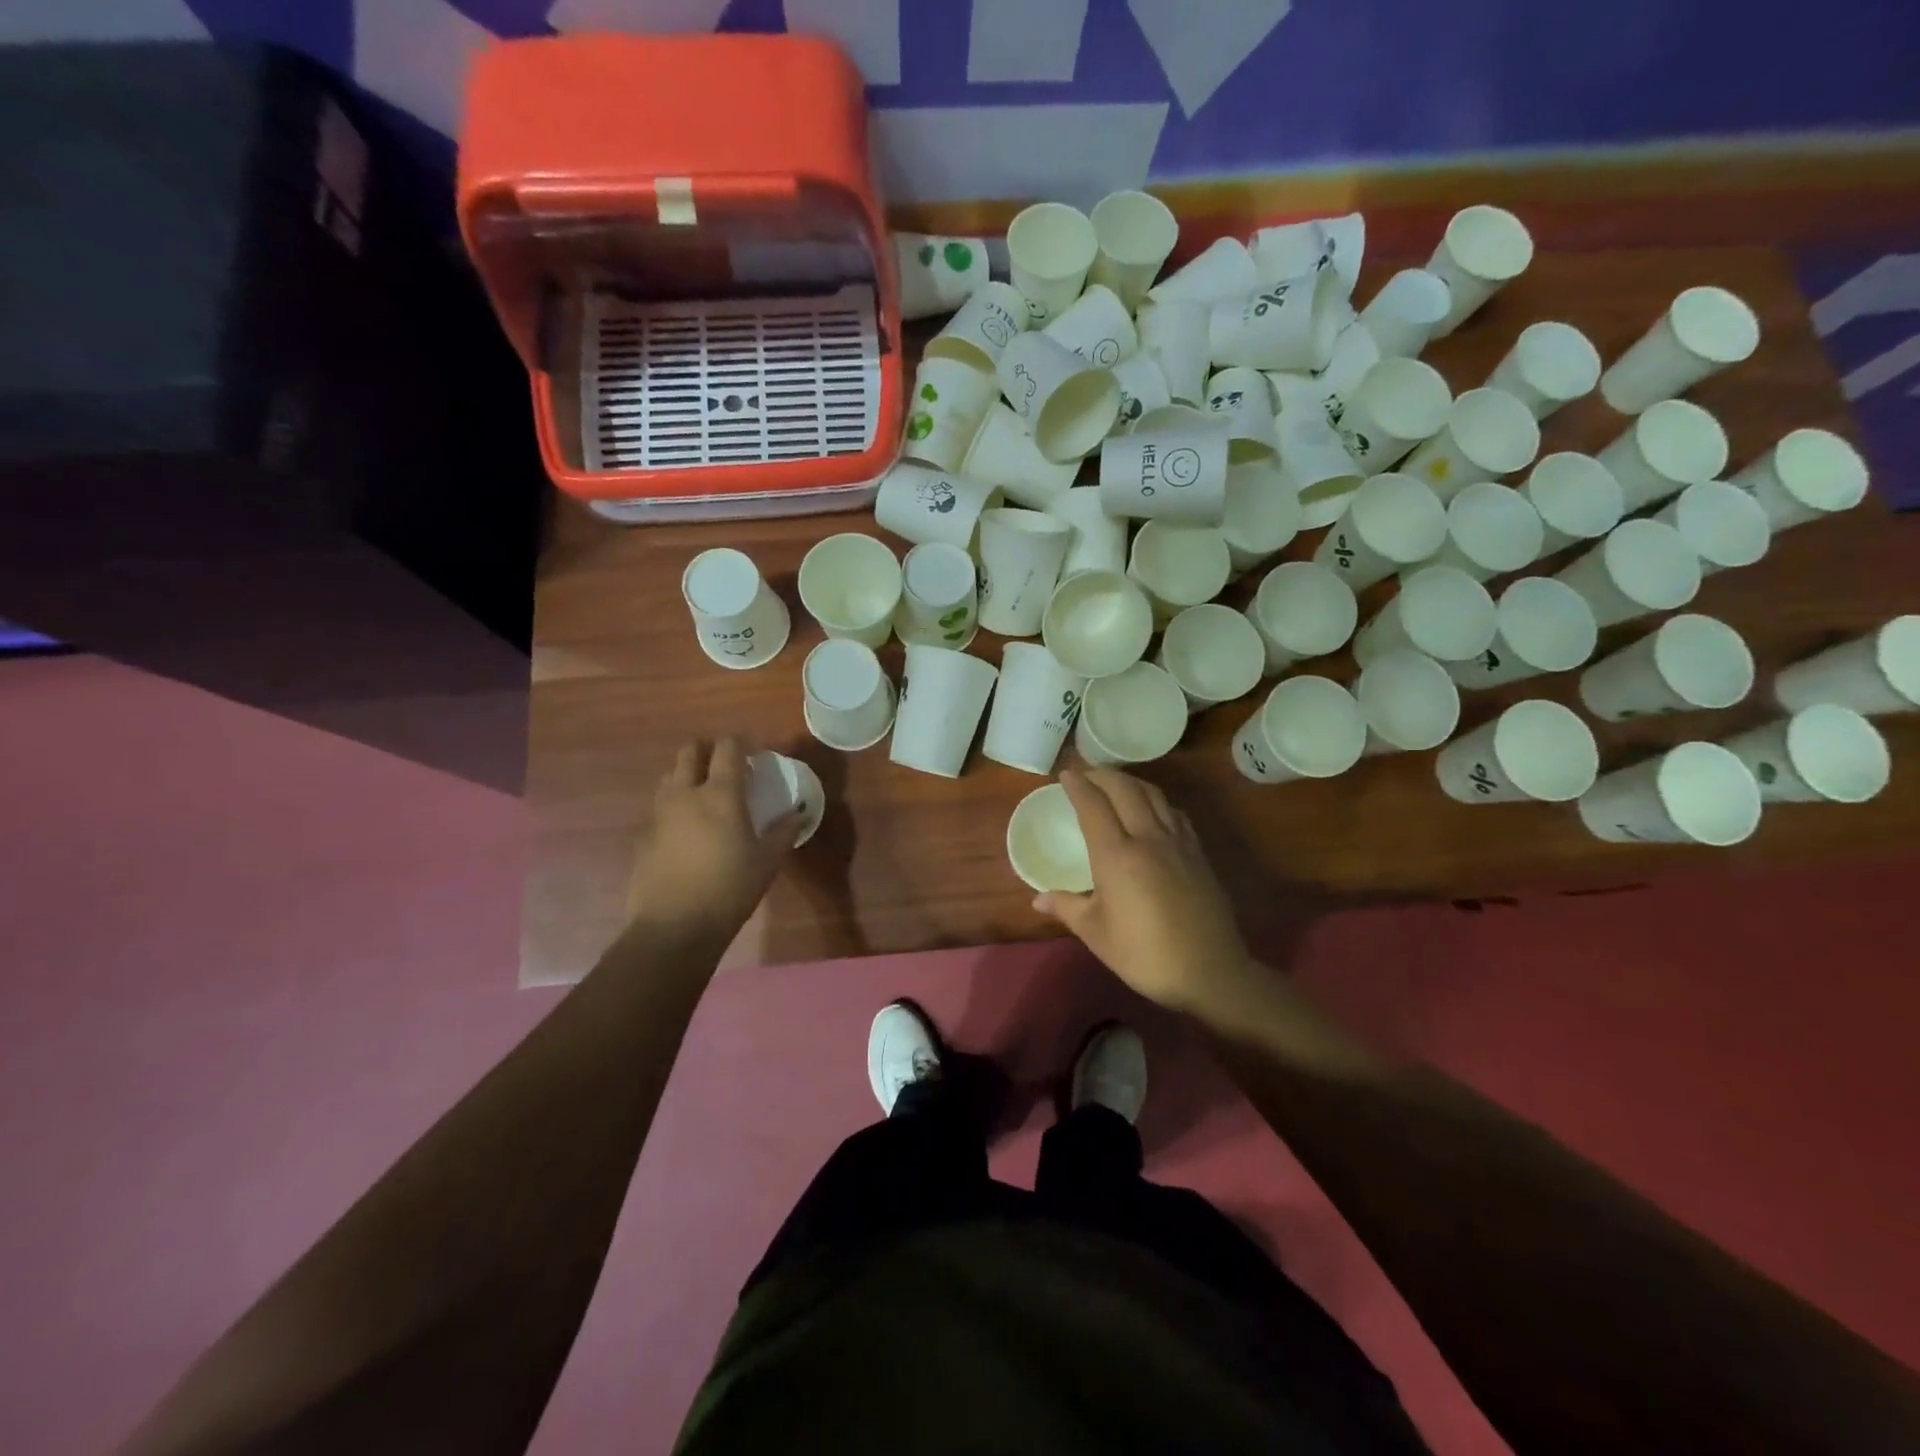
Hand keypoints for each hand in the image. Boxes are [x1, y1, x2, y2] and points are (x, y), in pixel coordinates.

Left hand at [628, 738, 798, 942]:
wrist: (673, 927)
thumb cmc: (729, 889)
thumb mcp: (767, 861)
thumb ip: (783, 831)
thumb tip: (798, 812)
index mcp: (719, 794)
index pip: (727, 748)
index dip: (742, 742)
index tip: (755, 752)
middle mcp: (685, 794)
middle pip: (690, 751)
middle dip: (708, 750)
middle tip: (728, 766)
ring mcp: (659, 814)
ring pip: (670, 776)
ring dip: (688, 774)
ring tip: (706, 793)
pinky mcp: (644, 836)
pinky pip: (660, 807)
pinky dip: (675, 805)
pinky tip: (689, 830)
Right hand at [1035, 769, 1264, 1020]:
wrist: (1209, 972)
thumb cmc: (1143, 954)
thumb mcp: (1096, 934)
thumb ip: (1067, 908)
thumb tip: (1038, 899)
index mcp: (1117, 856)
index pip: (1093, 806)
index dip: (1078, 786)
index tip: (1065, 773)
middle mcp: (1148, 838)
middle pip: (1125, 790)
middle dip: (1104, 774)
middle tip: (1087, 772)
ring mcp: (1178, 843)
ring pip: (1154, 795)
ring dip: (1131, 782)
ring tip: (1116, 784)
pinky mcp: (1198, 853)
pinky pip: (1174, 813)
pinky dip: (1156, 801)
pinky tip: (1153, 810)